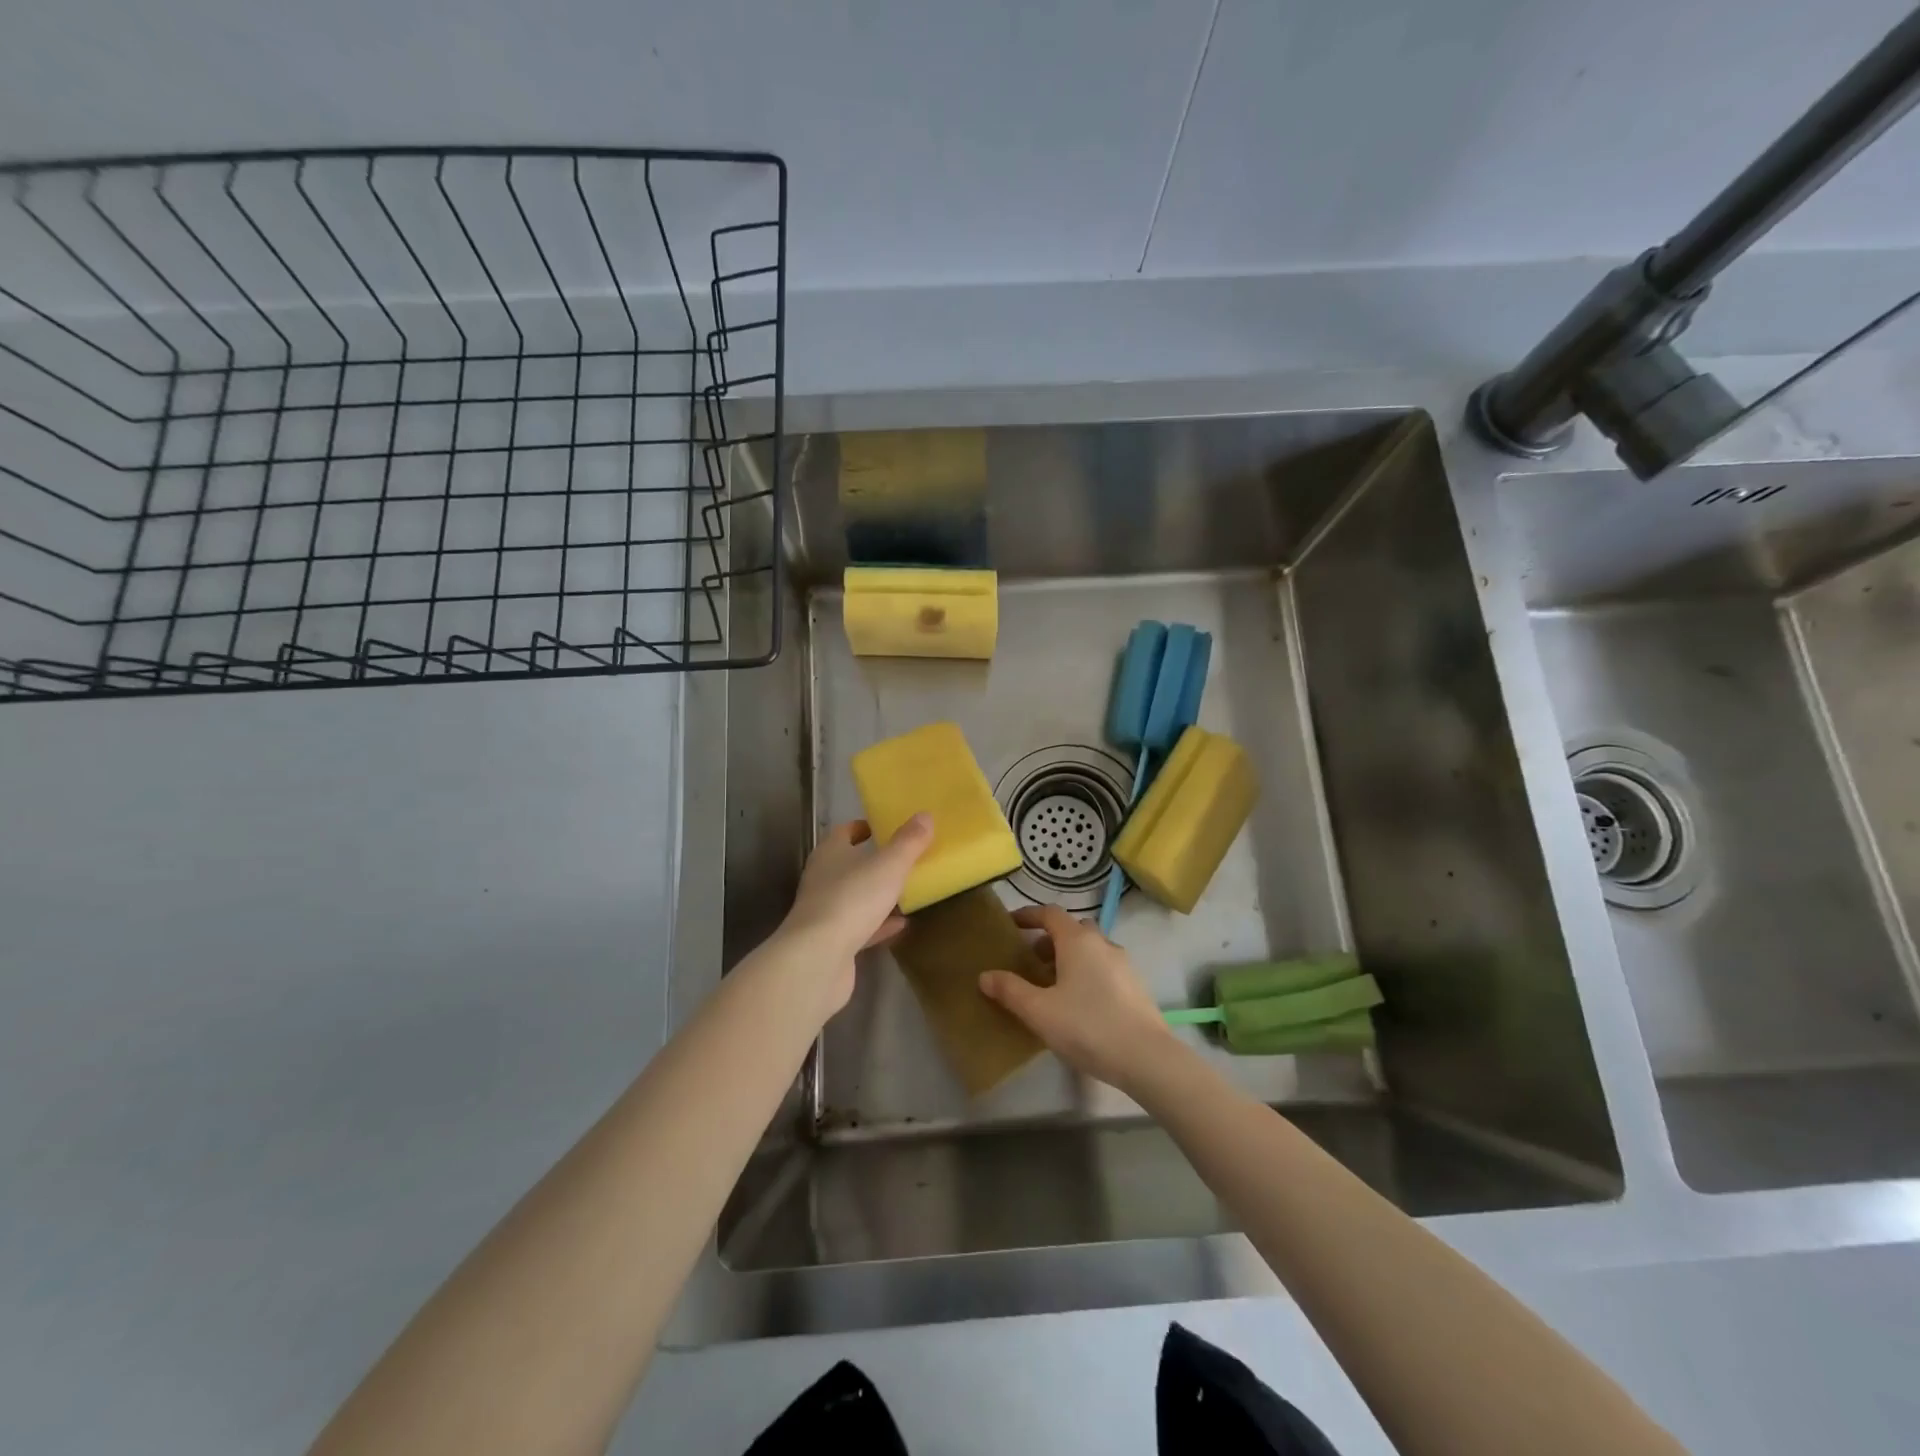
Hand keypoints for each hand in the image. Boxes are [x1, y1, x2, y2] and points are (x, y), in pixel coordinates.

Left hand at [778, 815, 933, 1012]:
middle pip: (848, 864)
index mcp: (830, 854)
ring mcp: (824, 913)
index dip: (863, 828)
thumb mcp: (888, 866)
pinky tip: (901, 924)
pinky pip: (860, 927)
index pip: (844, 832)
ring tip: (905, 890)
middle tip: (903, 858)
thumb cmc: (852, 900)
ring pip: (854, 897)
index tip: (885, 827)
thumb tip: (925, 815)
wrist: (817, 960)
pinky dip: (879, 924)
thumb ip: (908, 842)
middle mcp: (822, 879)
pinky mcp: (831, 943)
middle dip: (872, 861)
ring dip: (876, 894)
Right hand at [979, 905, 1179, 1092]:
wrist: (1146, 1057)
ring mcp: (1123, 963)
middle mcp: (1102, 943)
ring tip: (1053, 985)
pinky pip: (1104, 967)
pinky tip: (1080, 1003)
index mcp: (1077, 940)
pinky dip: (1087, 972)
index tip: (1011, 924)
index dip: (1028, 915)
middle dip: (1050, 939)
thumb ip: (1010, 990)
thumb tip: (985, 975)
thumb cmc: (1087, 1027)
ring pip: (1091, 949)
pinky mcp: (1135, 985)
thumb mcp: (1039, 1011)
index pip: (1050, 913)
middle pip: (1073, 929)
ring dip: (1070, 957)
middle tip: (1031, 960)